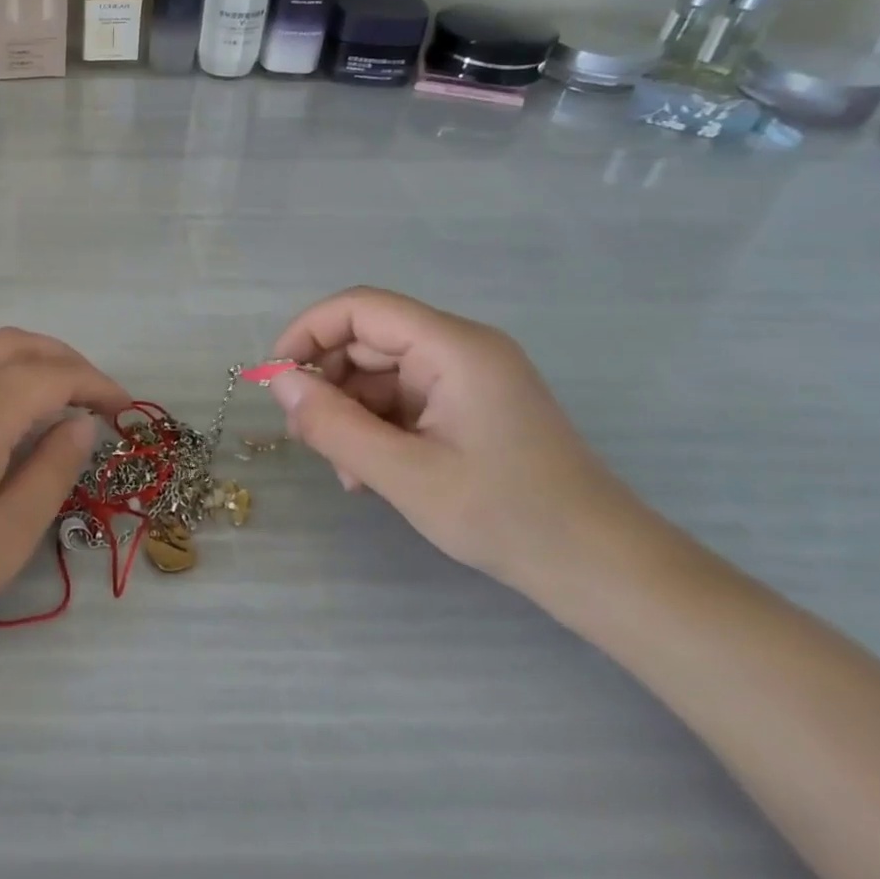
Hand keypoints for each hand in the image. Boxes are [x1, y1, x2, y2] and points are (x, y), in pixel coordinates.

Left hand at [0, 329, 129, 679]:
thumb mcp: (4, 538)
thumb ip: (51, 472)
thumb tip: (79, 426)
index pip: (51, 375)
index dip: (96, 385)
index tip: (124, 411)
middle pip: (17, 344)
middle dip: (66, 361)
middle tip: (98, 399)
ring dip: (27, 356)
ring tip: (55, 395)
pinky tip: (2, 408)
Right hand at [268, 287, 654, 597]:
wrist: (603, 570)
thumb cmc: (507, 517)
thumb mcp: (404, 474)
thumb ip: (333, 424)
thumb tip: (279, 382)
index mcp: (454, 347)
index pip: (360, 308)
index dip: (307, 332)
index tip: (276, 379)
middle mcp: (461, 348)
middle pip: (368, 340)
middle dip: (328, 383)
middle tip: (306, 436)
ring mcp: (467, 377)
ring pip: (380, 373)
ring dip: (350, 412)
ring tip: (345, 470)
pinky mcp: (469, 405)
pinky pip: (403, 399)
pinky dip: (375, 427)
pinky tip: (369, 473)